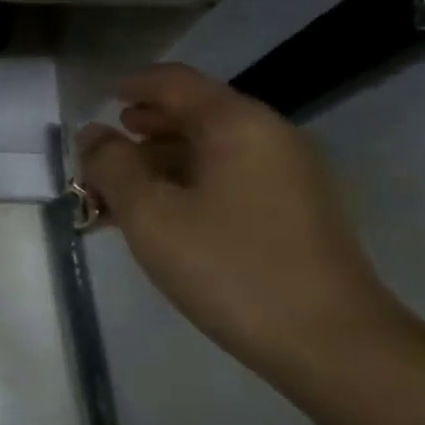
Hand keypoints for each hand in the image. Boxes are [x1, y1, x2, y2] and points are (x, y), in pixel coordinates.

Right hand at [76, 63, 408, 381]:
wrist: (331, 343)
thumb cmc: (230, 268)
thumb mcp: (151, 215)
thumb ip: (112, 167)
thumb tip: (93, 136)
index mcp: (237, 124)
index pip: (175, 82)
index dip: (133, 85)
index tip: (100, 99)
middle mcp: (268, 136)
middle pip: (193, 114)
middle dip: (141, 131)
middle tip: (100, 157)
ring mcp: (287, 174)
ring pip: (208, 150)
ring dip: (158, 163)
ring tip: (118, 195)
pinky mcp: (293, 210)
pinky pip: (227, 178)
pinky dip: (186, 185)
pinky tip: (160, 218)